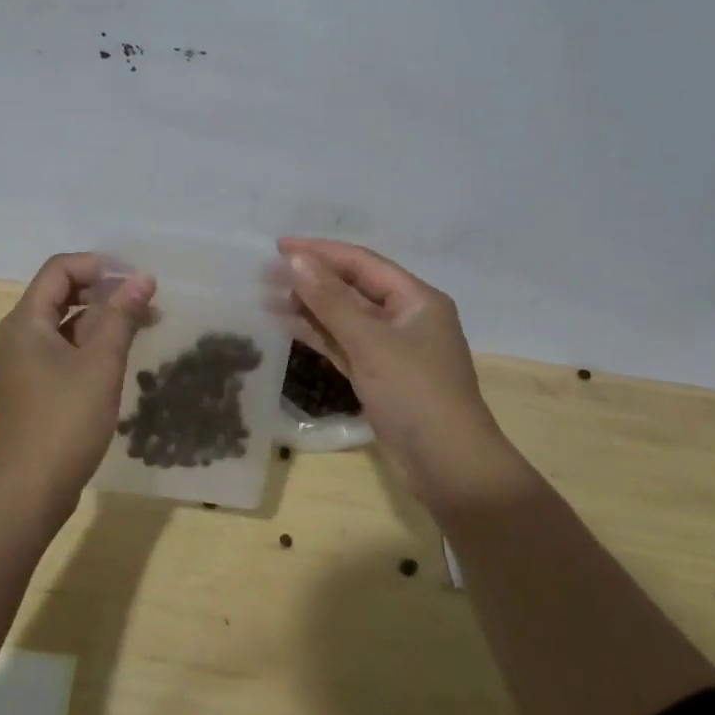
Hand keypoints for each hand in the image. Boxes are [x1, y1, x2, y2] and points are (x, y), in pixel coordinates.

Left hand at [0, 252, 154, 525]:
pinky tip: (116, 356)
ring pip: (61, 324)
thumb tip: (143, 278)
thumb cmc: (66, 419)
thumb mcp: (101, 362)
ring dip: (99, 319)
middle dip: (103, 292)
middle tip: (143, 303)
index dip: (98, 266)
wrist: (30, 490)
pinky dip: (86, 344)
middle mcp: (15, 335)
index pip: (59, 269)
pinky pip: (58, 350)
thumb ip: (122, 315)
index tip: (134, 280)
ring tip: (140, 326)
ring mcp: (18, 364)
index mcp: (25, 321)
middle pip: (59, 294)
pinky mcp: (27, 388)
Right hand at [277, 238, 521, 512]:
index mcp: (416, 299)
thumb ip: (329, 299)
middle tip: (266, 273)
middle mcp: (405, 317)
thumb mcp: (370, 341)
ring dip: (309, 306)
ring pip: (344, 317)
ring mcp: (391, 348)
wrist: (449, 468)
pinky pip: (343, 343)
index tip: (278, 246)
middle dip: (311, 279)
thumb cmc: (415, 394)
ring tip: (267, 297)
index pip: (362, 262)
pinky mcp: (378, 375)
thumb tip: (293, 259)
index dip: (320, 252)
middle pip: (351, 288)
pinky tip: (287, 325)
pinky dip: (317, 334)